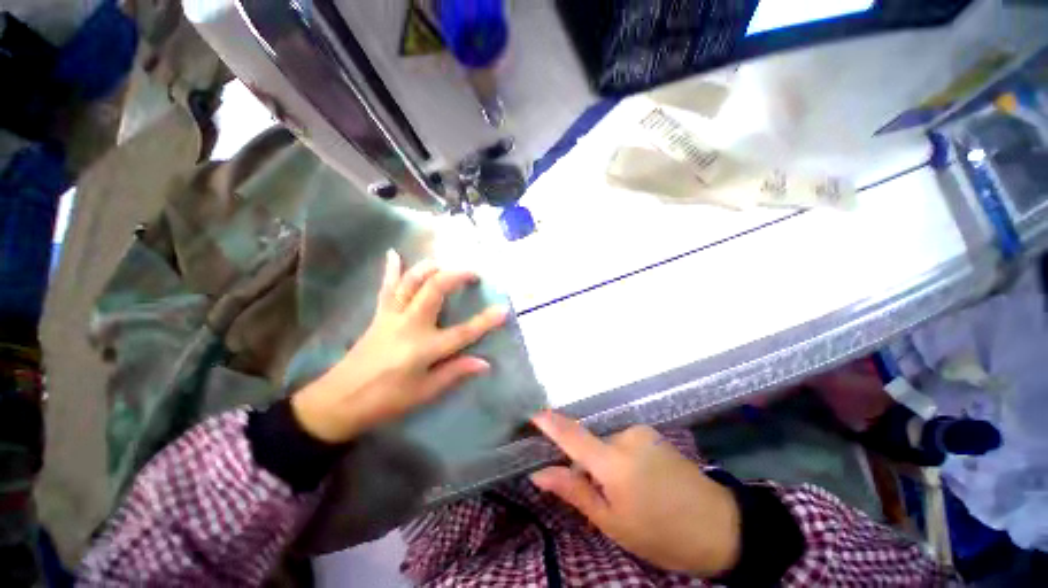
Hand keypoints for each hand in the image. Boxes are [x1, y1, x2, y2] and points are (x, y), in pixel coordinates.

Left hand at [291, 250, 508, 443]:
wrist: (338, 401)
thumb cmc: (385, 401)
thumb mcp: (424, 392)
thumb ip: (455, 373)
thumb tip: (484, 363)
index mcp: (424, 349)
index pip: (463, 332)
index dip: (486, 321)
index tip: (504, 309)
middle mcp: (409, 326)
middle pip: (435, 290)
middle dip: (456, 276)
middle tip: (473, 273)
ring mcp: (392, 317)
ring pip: (411, 282)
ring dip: (430, 268)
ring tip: (446, 263)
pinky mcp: (379, 315)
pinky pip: (386, 288)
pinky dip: (391, 270)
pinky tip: (394, 254)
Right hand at [530, 411, 740, 577]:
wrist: (721, 527)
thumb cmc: (662, 534)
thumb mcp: (613, 523)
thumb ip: (574, 492)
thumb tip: (540, 473)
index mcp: (614, 462)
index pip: (573, 435)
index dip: (550, 423)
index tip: (532, 414)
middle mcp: (626, 437)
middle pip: (590, 444)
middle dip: (585, 463)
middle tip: (599, 495)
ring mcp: (642, 432)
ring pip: (607, 445)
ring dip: (605, 463)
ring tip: (625, 494)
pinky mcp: (652, 434)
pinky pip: (623, 442)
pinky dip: (619, 458)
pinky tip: (638, 482)